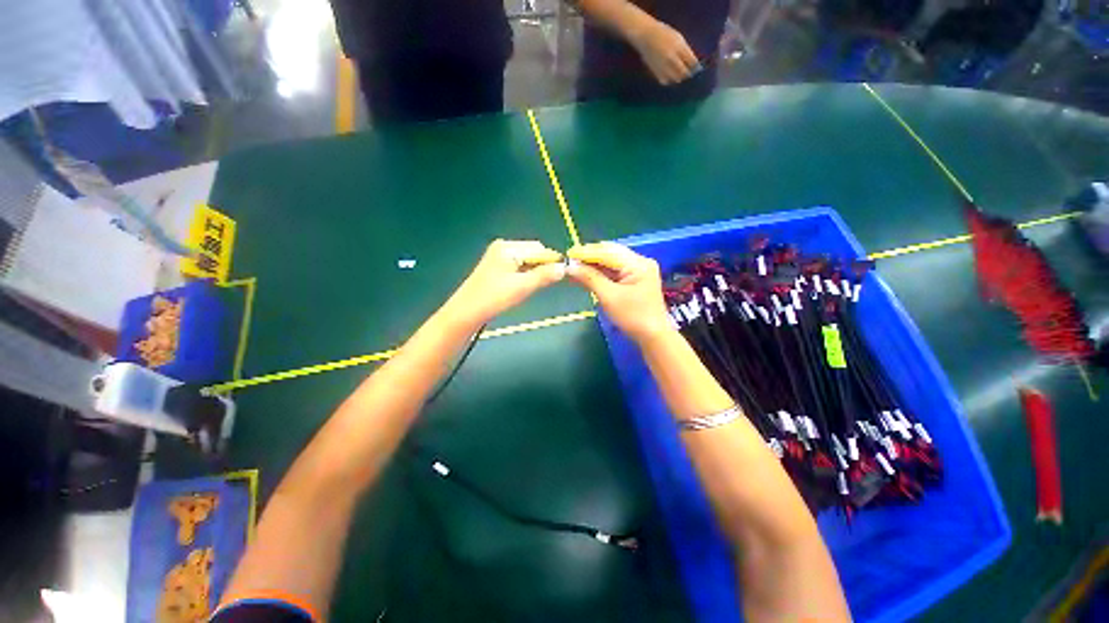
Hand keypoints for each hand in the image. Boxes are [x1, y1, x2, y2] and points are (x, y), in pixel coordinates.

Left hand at [442, 240, 565, 330]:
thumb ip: (544, 275)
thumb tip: (564, 268)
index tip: (563, 274)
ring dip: (534, 272)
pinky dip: (525, 275)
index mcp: (508, 247)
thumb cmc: (494, 298)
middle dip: (542, 266)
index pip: (539, 248)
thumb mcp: (523, 287)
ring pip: (526, 261)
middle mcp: (503, 247)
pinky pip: (517, 266)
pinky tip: (523, 287)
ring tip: (532, 287)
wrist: (466, 313)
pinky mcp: (495, 267)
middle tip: (546, 284)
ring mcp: (498, 256)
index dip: (552, 260)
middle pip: (533, 252)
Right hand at [566, 242, 672, 341]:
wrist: (652, 337)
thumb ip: (589, 278)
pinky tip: (583, 276)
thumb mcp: (609, 297)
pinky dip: (598, 274)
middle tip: (569, 261)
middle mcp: (639, 262)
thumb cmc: (633, 317)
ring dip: (591, 266)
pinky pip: (612, 272)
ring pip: (609, 263)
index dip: (586, 252)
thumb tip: (570, 266)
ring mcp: (637, 271)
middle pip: (609, 254)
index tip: (568, 254)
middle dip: (588, 257)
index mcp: (637, 264)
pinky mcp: (633, 280)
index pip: (607, 252)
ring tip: (572, 269)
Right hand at [629, 19, 700, 84]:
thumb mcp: (678, 38)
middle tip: (690, 74)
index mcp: (679, 47)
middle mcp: (672, 57)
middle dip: (688, 74)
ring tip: (680, 76)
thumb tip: (692, 62)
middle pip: (684, 72)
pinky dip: (669, 80)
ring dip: (679, 78)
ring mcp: (663, 66)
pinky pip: (665, 81)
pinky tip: (670, 78)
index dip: (696, 66)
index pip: (691, 61)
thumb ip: (685, 50)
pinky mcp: (656, 71)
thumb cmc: (664, 33)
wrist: (646, 35)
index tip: (697, 68)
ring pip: (675, 78)